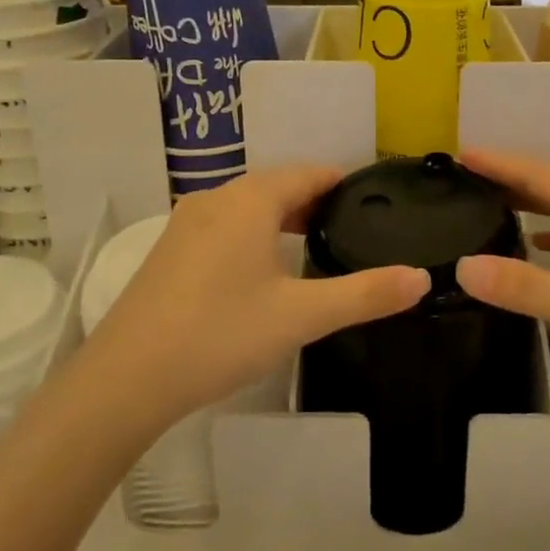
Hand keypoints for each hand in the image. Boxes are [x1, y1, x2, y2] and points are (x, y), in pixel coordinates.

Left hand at [74, 165, 429, 431]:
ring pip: (247, 206)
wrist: (127, 377)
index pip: (309, 173)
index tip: (374, 201)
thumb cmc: (222, 334)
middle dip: (315, 202)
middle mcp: (217, 198)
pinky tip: (261, 270)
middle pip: (277, 185)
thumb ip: (365, 294)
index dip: (343, 183)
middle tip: (352, 229)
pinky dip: (252, 233)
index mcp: (251, 200)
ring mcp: (186, 223)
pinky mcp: (169, 250)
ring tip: (313, 247)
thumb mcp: (302, 316)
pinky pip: (223, 225)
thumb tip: (422, 278)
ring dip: (282, 218)